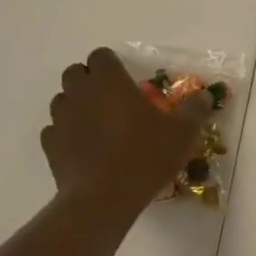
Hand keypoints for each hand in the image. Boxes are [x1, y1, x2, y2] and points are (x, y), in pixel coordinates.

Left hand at [44, 48, 212, 217]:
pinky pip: (55, 130)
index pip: (101, 56)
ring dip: (78, 106)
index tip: (127, 80)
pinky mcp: (50, 145)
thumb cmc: (146, 156)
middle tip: (114, 100)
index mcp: (110, 82)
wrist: (104, 198)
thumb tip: (204, 95)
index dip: (112, 64)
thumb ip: (194, 109)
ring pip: (63, 100)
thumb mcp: (183, 132)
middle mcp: (80, 94)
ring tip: (100, 125)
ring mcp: (60, 119)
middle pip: (75, 73)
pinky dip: (68, 133)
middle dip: (91, 81)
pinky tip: (86, 148)